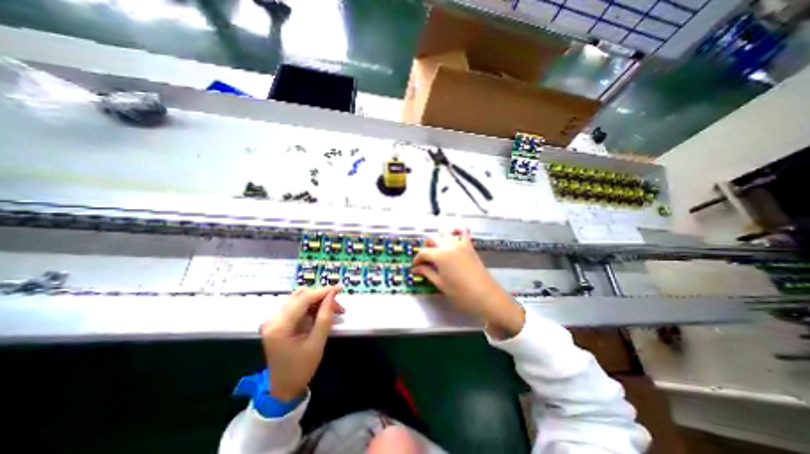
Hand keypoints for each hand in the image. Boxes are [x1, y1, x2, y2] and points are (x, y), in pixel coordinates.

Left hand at [260, 287, 341, 400]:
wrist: (283, 389)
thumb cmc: (301, 369)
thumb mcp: (317, 343)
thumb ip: (325, 317)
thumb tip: (332, 295)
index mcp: (280, 326)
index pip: (304, 298)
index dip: (323, 291)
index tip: (340, 288)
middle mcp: (273, 319)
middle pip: (301, 295)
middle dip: (321, 297)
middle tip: (338, 307)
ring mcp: (274, 320)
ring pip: (300, 298)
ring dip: (317, 301)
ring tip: (333, 310)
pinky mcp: (278, 321)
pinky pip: (297, 306)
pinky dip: (312, 307)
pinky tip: (322, 314)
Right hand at [413, 229, 524, 338]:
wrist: (486, 296)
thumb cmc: (461, 294)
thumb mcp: (441, 284)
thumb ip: (427, 272)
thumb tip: (415, 269)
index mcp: (440, 255)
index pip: (423, 252)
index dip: (417, 259)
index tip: (415, 267)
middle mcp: (449, 245)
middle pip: (432, 238)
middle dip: (426, 247)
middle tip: (425, 259)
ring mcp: (460, 243)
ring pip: (445, 232)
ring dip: (438, 238)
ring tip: (437, 250)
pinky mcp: (470, 245)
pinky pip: (463, 231)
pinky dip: (456, 230)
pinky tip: (452, 236)